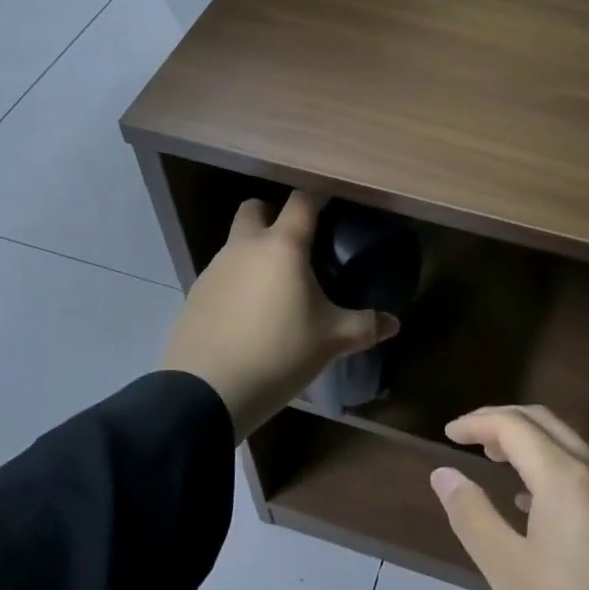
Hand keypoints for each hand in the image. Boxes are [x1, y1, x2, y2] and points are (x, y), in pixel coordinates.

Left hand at [161, 192, 398, 439]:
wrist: (207, 390)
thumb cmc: (279, 352)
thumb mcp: (330, 340)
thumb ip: (365, 326)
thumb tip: (393, 323)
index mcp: (282, 246)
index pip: (301, 202)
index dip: (317, 199)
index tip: (331, 208)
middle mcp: (245, 247)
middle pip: (254, 209)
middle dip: (272, 216)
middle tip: (295, 245)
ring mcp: (215, 269)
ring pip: (236, 243)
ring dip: (255, 253)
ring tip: (276, 289)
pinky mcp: (195, 294)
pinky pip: (222, 274)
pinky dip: (237, 282)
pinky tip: (249, 316)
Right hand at [429, 406, 588, 589]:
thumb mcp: (510, 573)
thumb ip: (472, 516)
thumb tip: (443, 473)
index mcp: (565, 476)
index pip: (513, 425)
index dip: (476, 423)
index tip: (447, 435)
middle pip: (543, 422)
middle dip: (502, 422)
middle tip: (468, 440)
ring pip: (566, 443)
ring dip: (527, 442)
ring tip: (494, 461)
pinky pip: (582, 469)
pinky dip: (549, 466)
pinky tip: (531, 502)